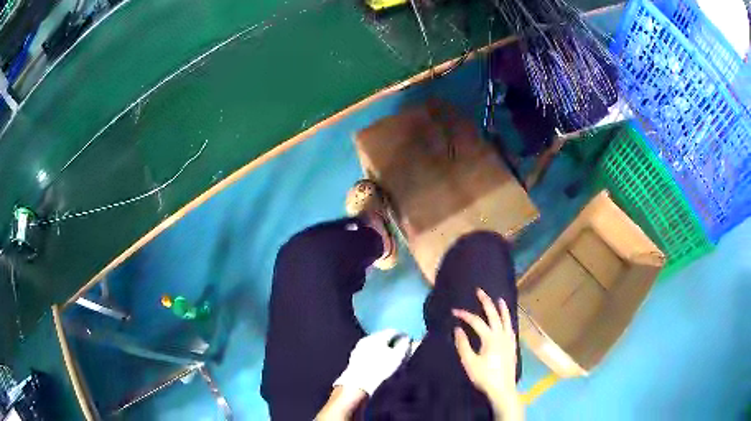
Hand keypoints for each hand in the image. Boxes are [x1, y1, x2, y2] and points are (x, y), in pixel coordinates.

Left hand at [334, 329, 411, 395]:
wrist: (358, 383)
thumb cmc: (380, 369)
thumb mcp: (398, 358)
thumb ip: (404, 346)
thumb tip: (406, 339)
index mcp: (378, 336)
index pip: (393, 331)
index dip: (402, 335)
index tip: (408, 339)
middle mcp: (367, 339)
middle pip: (382, 336)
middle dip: (391, 341)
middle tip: (399, 347)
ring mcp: (359, 347)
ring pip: (374, 344)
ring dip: (382, 347)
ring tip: (389, 355)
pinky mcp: (354, 357)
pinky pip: (368, 351)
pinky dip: (374, 354)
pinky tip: (378, 362)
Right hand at [453, 288, 522, 419]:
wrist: (502, 388)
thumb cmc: (484, 376)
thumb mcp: (469, 362)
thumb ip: (463, 345)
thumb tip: (457, 329)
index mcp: (490, 338)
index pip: (476, 322)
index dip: (465, 315)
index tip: (454, 311)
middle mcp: (502, 335)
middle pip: (494, 315)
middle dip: (486, 302)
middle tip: (480, 291)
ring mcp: (509, 340)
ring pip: (506, 319)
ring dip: (502, 308)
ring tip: (499, 299)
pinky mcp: (513, 346)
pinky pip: (511, 327)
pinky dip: (508, 319)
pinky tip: (507, 320)